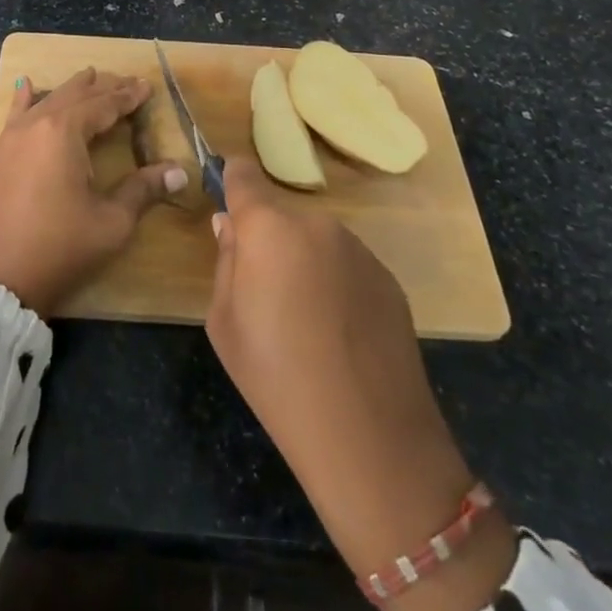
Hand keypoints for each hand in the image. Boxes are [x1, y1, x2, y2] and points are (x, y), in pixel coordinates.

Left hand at [0, 69, 185, 316]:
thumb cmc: (59, 248)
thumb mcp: (111, 221)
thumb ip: (143, 190)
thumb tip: (179, 171)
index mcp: (65, 132)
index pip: (103, 105)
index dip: (128, 97)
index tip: (147, 86)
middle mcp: (37, 124)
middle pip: (75, 96)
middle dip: (103, 88)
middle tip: (127, 82)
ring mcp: (13, 138)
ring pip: (47, 100)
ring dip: (72, 89)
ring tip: (89, 76)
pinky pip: (16, 114)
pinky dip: (26, 98)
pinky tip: (25, 84)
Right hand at [206, 156, 513, 610]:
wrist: (369, 435)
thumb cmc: (276, 377)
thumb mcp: (224, 323)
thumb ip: (226, 262)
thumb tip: (231, 226)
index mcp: (268, 227)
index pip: (243, 175)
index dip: (232, 181)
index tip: (227, 197)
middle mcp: (316, 223)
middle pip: (281, 217)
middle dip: (268, 240)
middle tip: (265, 293)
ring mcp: (358, 248)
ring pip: (316, 241)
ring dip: (305, 262)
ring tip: (306, 322)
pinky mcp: (388, 277)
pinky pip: (347, 266)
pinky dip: (336, 285)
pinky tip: (340, 334)